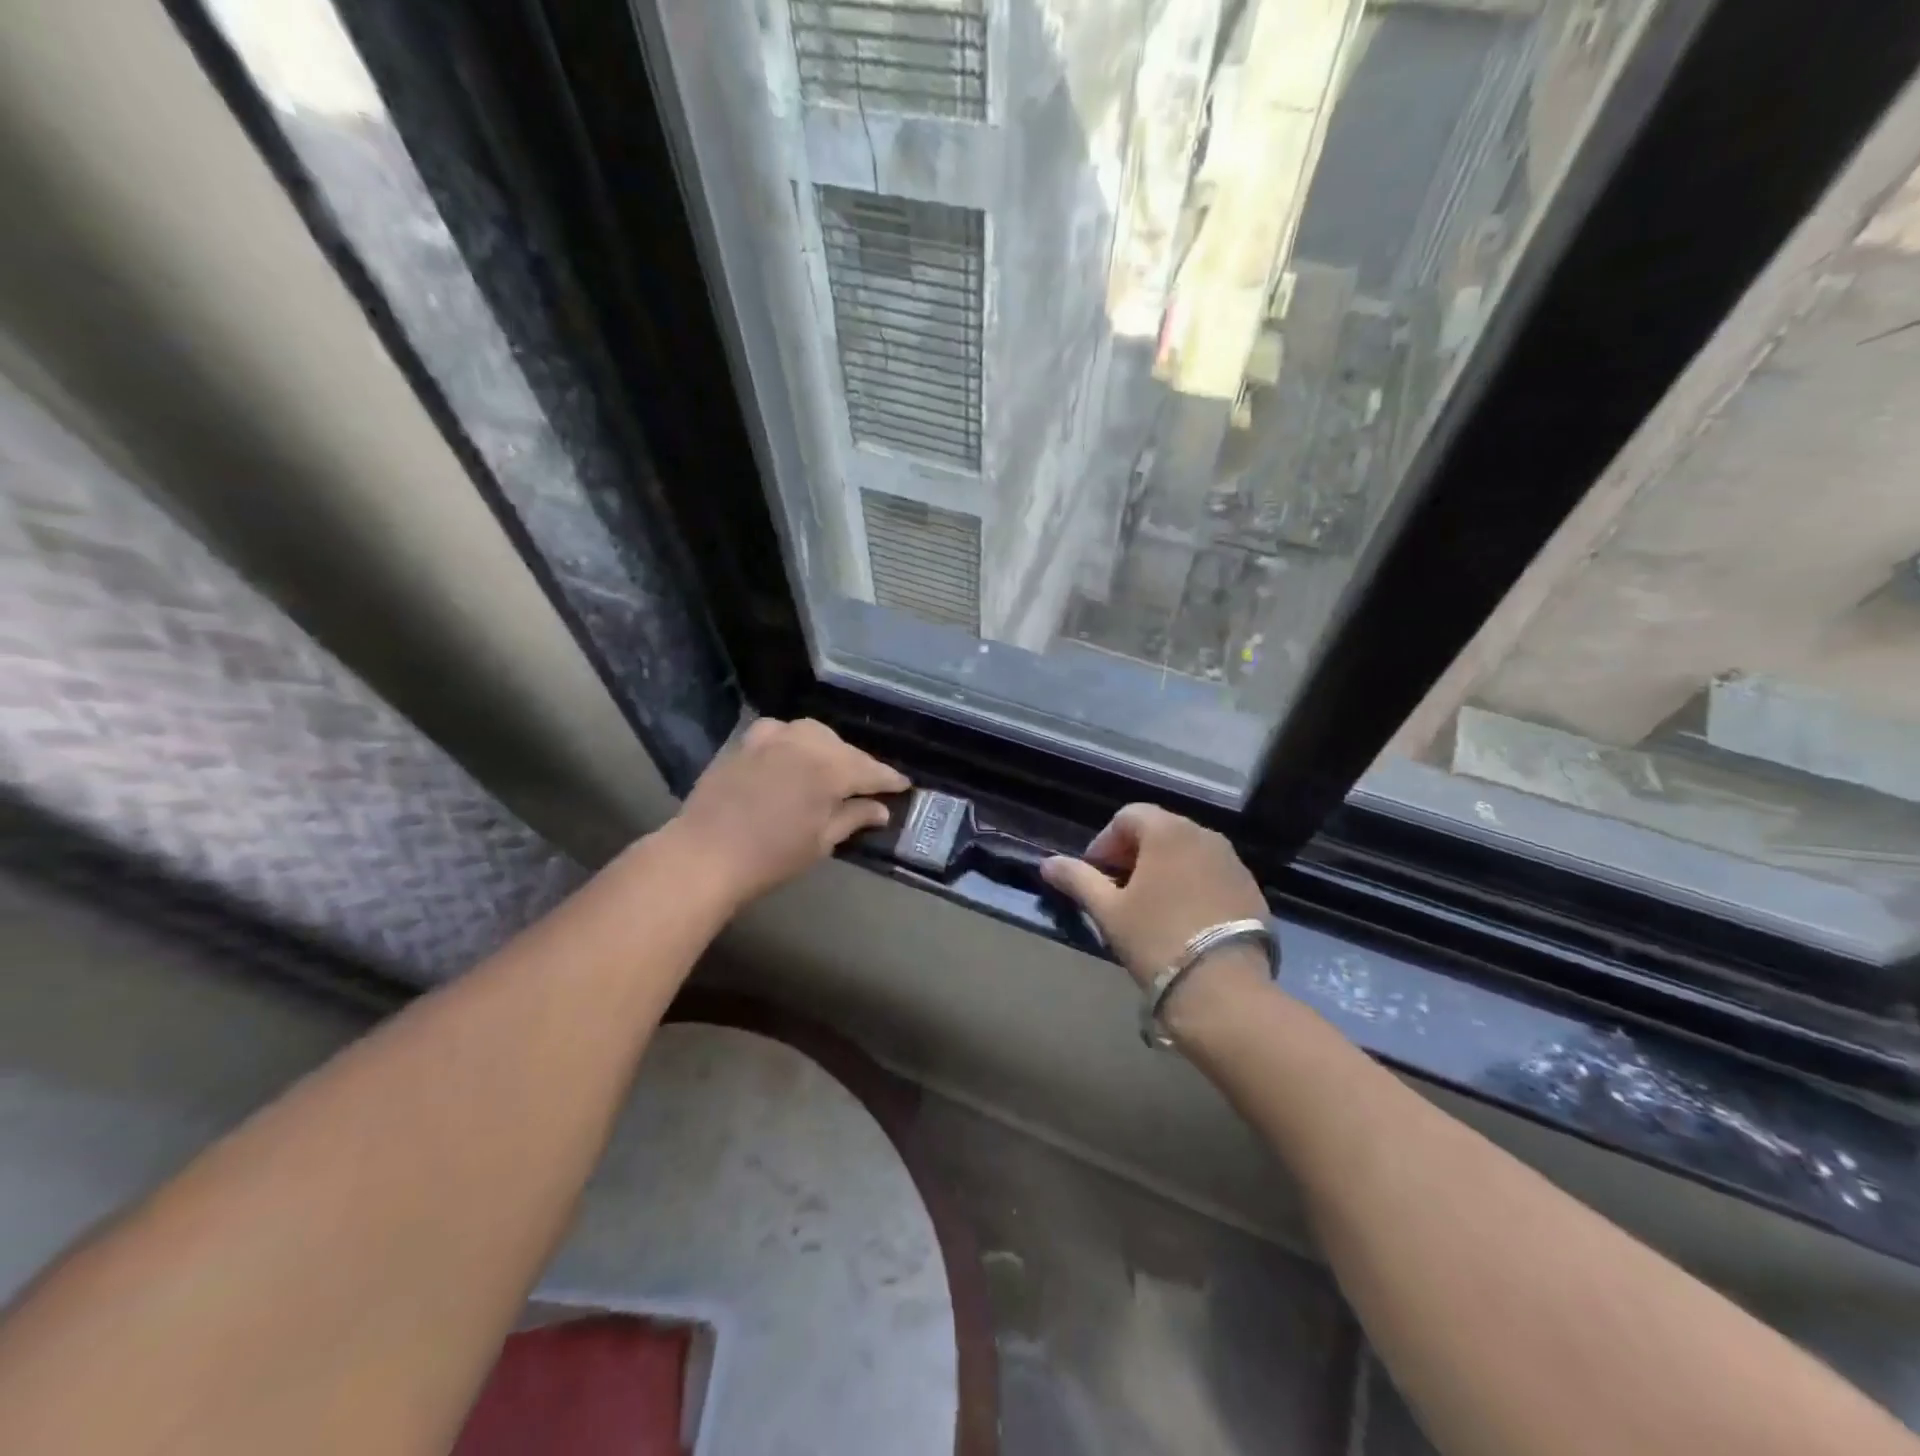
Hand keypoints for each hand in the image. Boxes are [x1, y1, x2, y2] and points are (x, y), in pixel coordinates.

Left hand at [669, 717, 909, 906]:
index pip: (869, 770)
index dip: (888, 779)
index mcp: (829, 769)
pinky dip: (792, 740)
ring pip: (812, 733)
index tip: (904, 785)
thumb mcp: (821, 842)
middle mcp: (804, 743)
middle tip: (868, 785)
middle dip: (858, 764)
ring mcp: (771, 739)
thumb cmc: (770, 856)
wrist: (704, 854)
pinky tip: (790, 754)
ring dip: (827, 747)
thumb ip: (853, 818)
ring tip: (831, 767)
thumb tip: (881, 809)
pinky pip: (778, 732)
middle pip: (842, 749)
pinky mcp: (745, 743)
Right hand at [1041, 804, 1266, 989]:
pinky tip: (1182, 920)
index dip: (1104, 842)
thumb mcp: (1108, 910)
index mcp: (1168, 831)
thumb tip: (1047, 863)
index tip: (1094, 876)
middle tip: (1117, 891)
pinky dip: (1191, 885)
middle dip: (1133, 854)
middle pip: (1159, 830)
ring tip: (1149, 907)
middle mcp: (1204, 835)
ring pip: (1187, 853)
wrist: (1223, 989)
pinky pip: (1211, 874)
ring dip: (1163, 869)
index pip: (1128, 816)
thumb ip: (1077, 879)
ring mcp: (1233, 862)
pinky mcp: (1251, 889)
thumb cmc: (1156, 939)